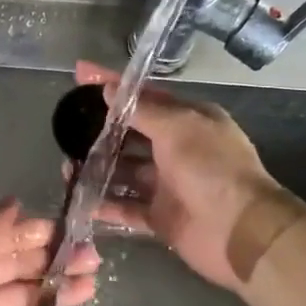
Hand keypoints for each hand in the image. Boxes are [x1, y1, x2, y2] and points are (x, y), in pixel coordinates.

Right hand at [74, 62, 305, 287]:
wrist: (240, 232)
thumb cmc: (212, 169)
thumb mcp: (178, 128)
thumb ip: (141, 110)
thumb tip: (109, 89)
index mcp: (189, 121)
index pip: (144, 96)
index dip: (112, 84)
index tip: (80, 73)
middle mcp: (178, 150)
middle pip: (131, 135)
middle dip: (100, 132)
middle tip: (65, 130)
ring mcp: (168, 185)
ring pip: (124, 172)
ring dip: (98, 169)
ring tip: (67, 167)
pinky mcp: (160, 217)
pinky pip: (126, 207)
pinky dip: (105, 204)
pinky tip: (80, 200)